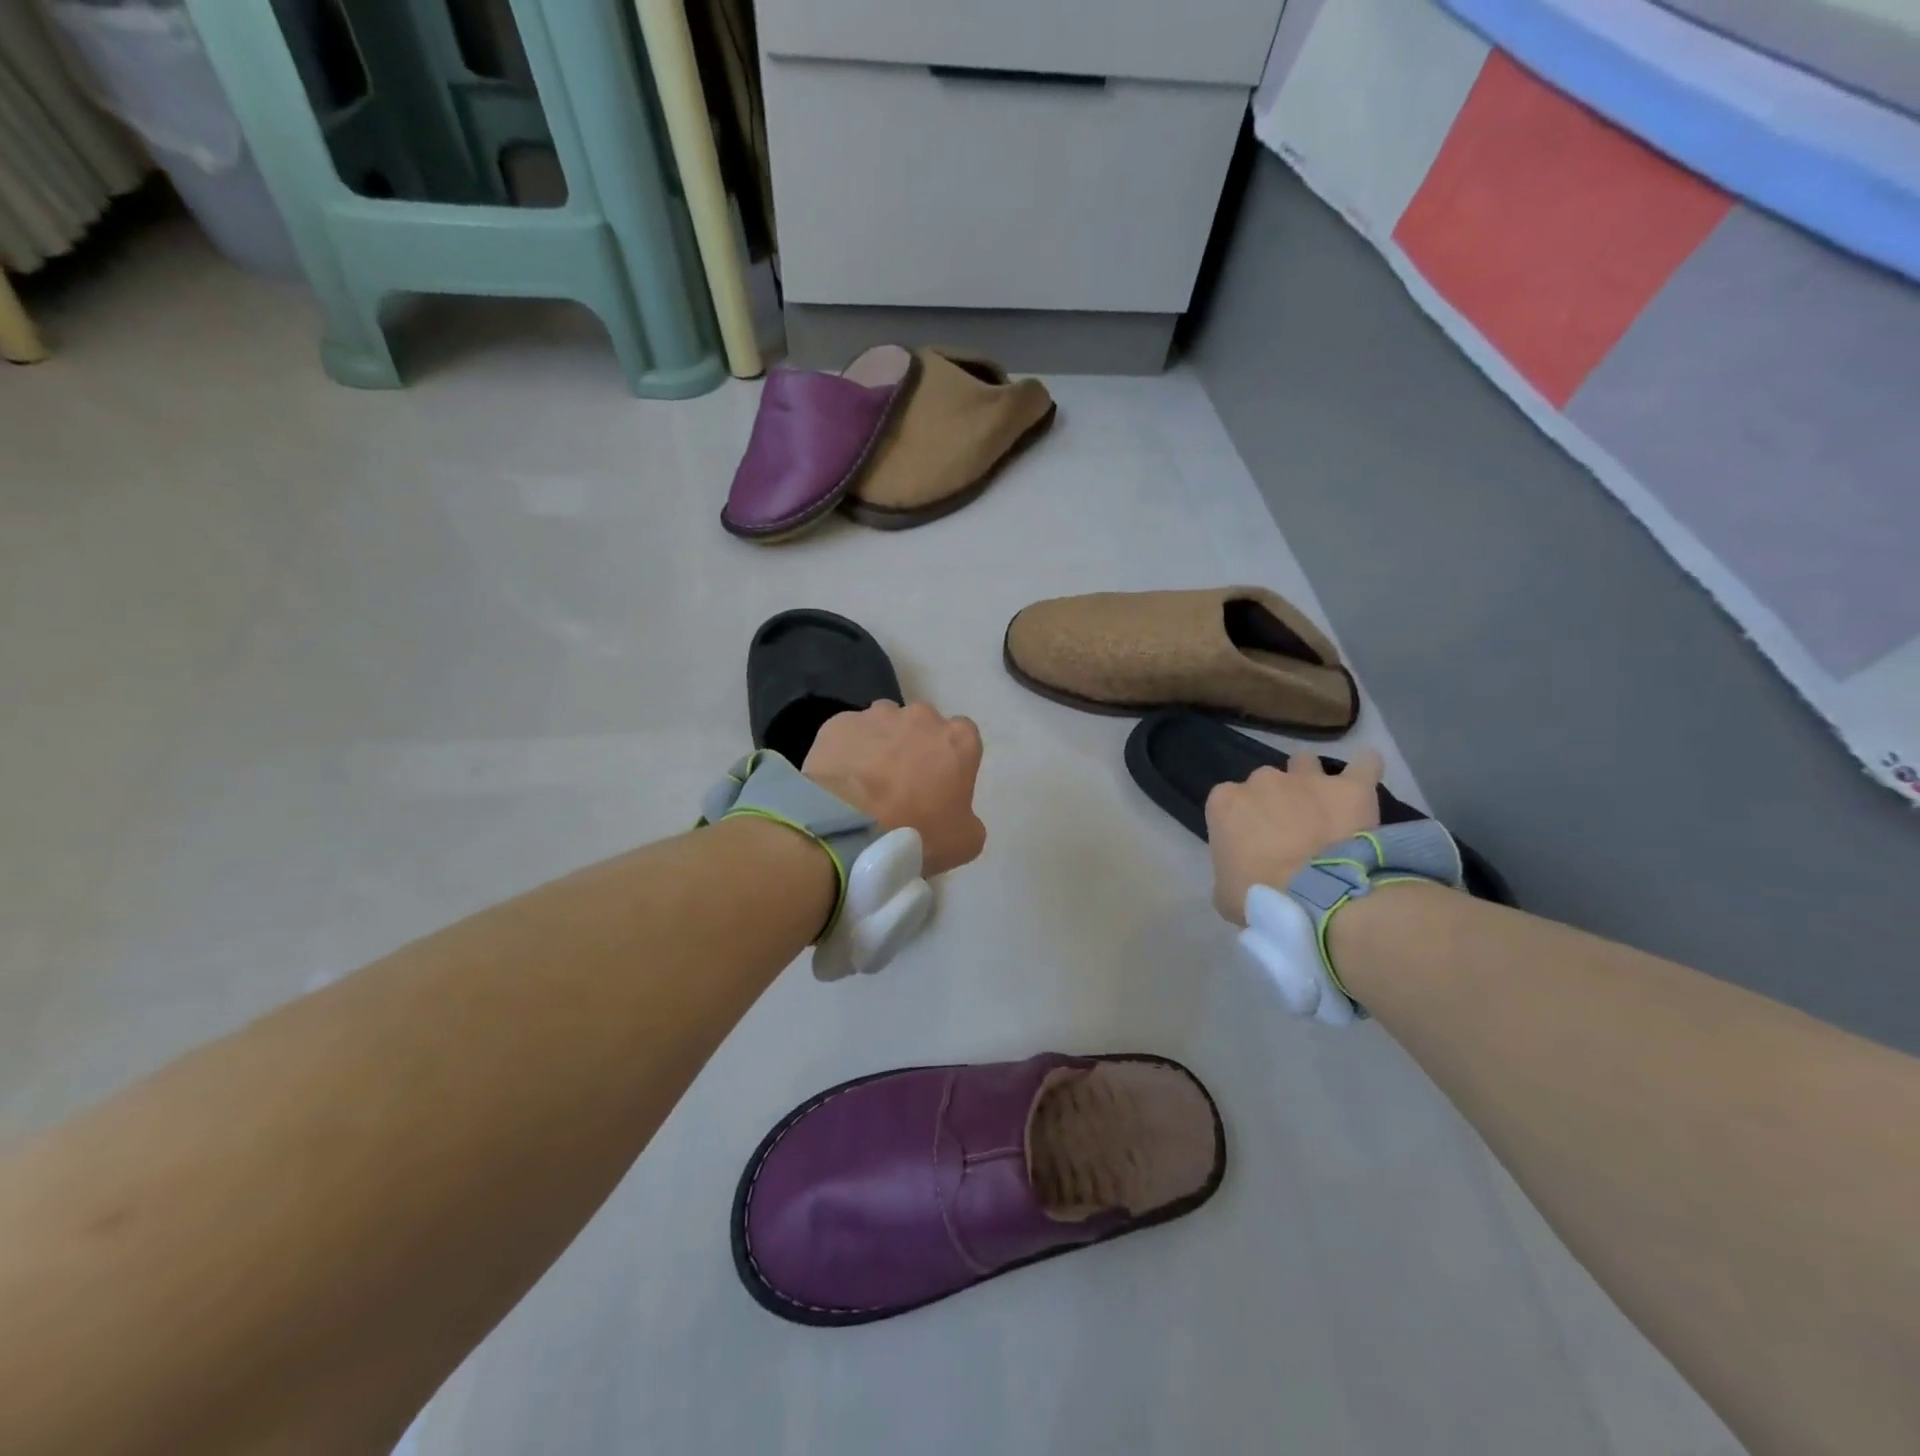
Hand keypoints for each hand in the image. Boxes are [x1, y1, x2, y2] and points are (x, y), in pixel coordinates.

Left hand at [804, 702, 986, 875]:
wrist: (852, 828)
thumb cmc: (918, 833)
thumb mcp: (965, 841)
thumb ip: (967, 817)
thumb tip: (954, 814)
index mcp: (958, 739)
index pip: (962, 737)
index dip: (950, 759)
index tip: (939, 782)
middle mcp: (921, 716)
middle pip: (922, 725)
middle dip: (914, 746)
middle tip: (901, 783)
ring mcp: (878, 716)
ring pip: (883, 724)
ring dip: (880, 744)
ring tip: (866, 780)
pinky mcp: (840, 723)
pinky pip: (848, 734)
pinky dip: (846, 751)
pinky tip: (840, 778)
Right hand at [1205, 750, 1384, 925]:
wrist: (1318, 899)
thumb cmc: (1261, 898)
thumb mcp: (1224, 891)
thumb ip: (1230, 868)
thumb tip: (1245, 871)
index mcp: (1225, 802)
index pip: (1228, 803)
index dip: (1241, 823)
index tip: (1252, 845)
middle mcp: (1262, 780)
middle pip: (1266, 783)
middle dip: (1275, 802)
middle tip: (1288, 834)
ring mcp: (1307, 779)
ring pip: (1306, 764)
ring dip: (1310, 781)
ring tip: (1323, 806)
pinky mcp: (1350, 788)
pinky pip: (1364, 764)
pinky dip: (1364, 769)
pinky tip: (1363, 781)